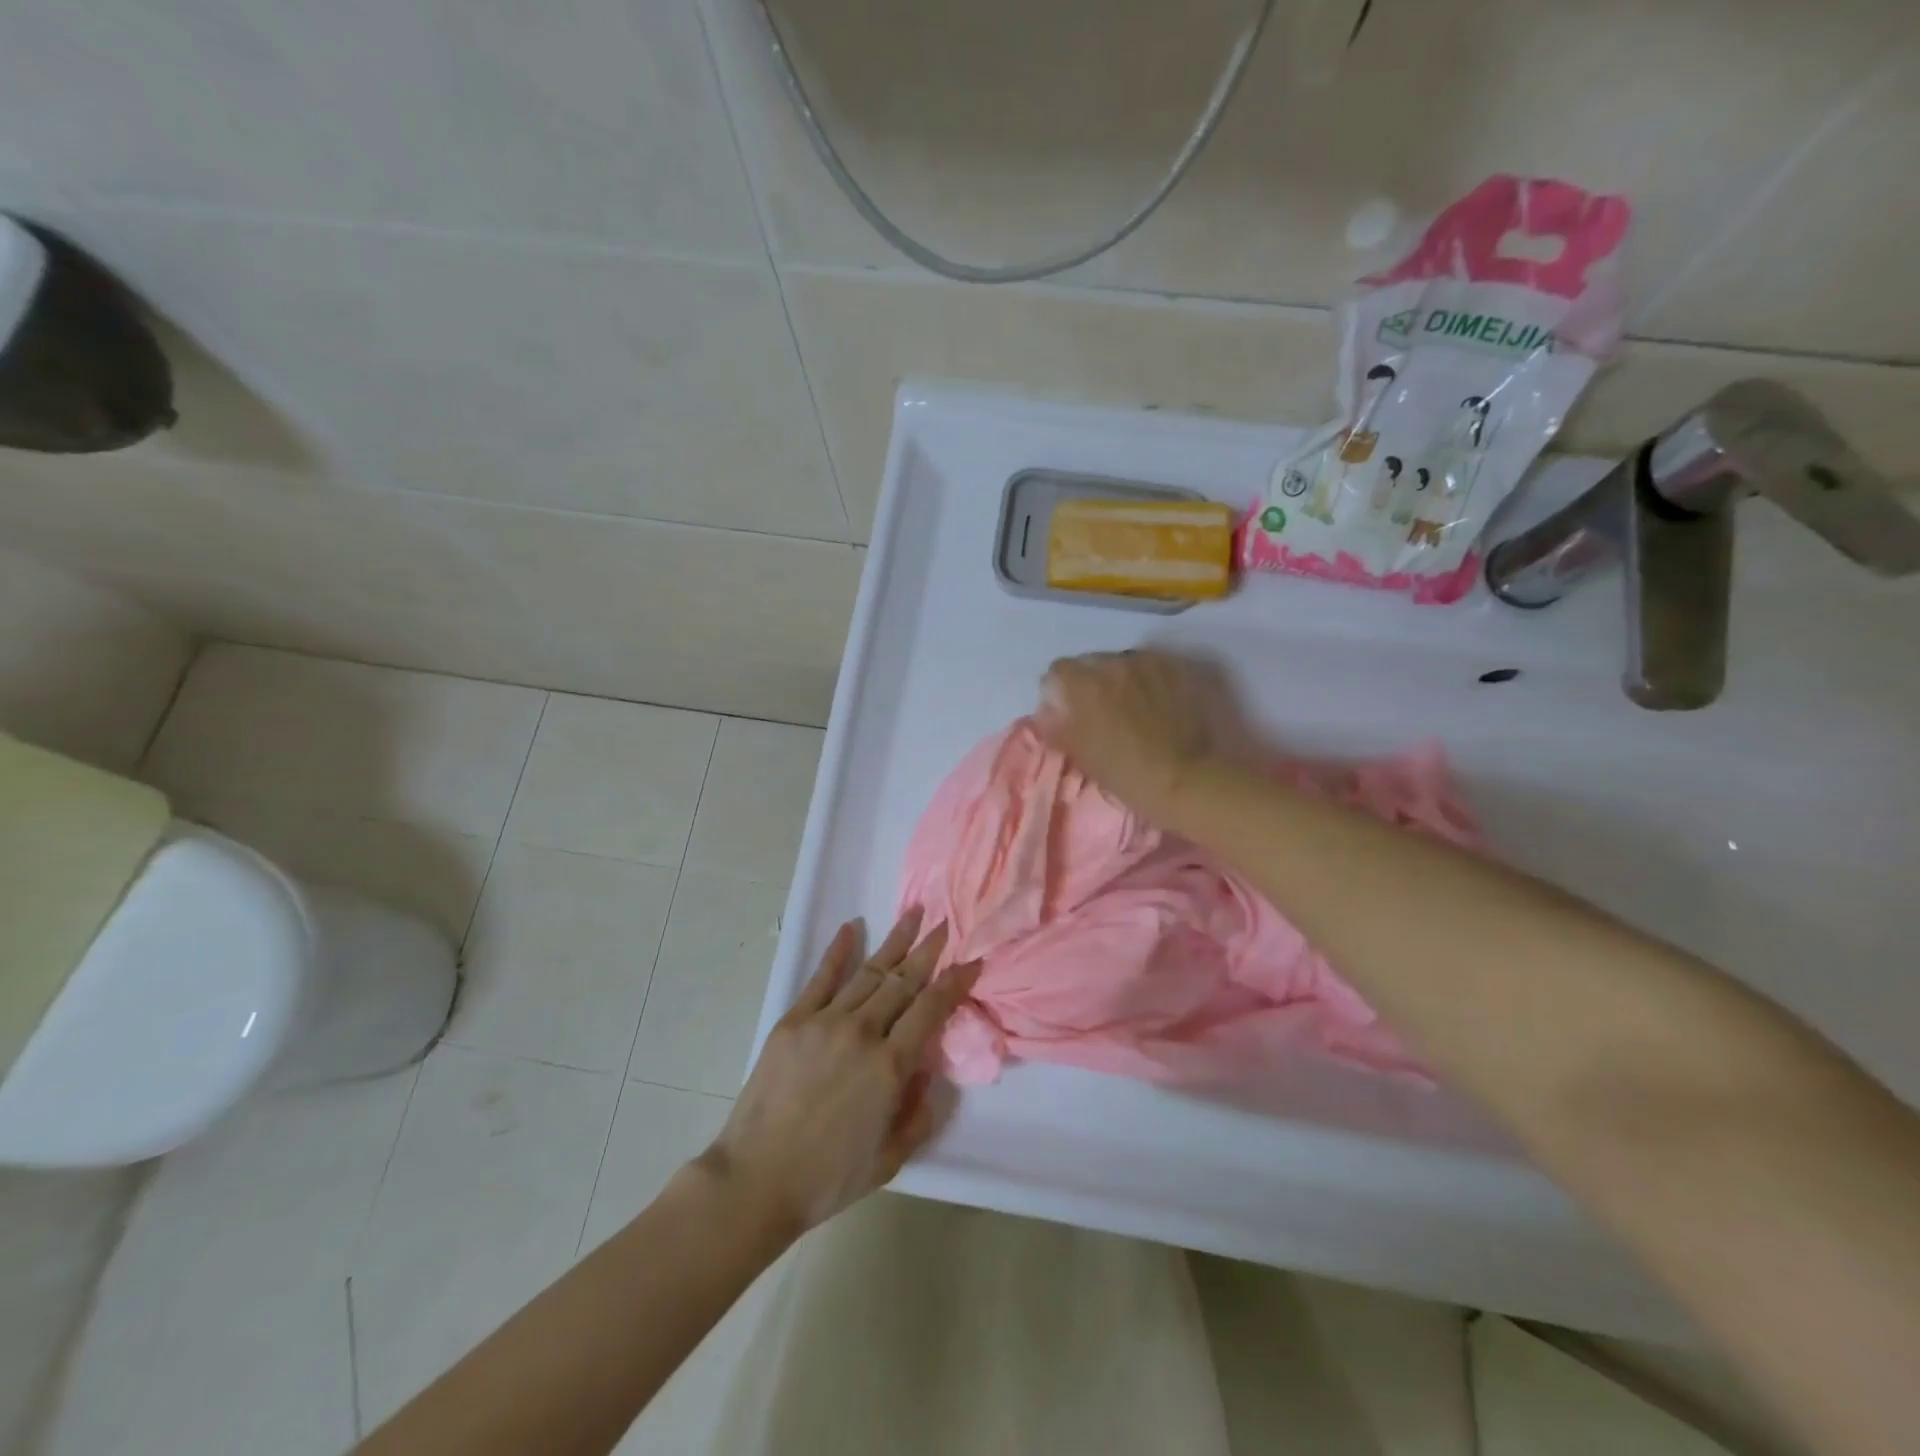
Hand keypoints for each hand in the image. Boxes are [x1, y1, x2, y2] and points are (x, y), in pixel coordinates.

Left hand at [701, 908, 980, 1236]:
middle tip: (946, 923)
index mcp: (890, 1066)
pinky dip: (839, 950)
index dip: (954, 982)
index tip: (971, 962)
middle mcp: (863, 1032)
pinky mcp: (794, 1020)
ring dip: (895, 941)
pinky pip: (822, 978)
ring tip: (913, 914)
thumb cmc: (828, 1178)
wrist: (757, 1179)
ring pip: (869, 972)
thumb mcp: (890, 1158)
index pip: (931, 1009)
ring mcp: (826, 1021)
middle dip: (928, 950)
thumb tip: (924, 1071)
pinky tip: (852, 927)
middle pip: (903, 981)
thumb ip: (917, 1113)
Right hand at [1037, 649, 1227, 818]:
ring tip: (1136, 707)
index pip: (1058, 671)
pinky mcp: (1182, 668)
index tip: (1068, 713)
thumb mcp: (1084, 756)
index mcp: (1085, 684)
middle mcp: (1116, 662)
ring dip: (1124, 679)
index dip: (1060, 692)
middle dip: (1093, 683)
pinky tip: (1162, 703)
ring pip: (1126, 662)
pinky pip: (1156, 666)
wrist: (1191, 780)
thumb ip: (1059, 727)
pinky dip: (1153, 680)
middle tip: (1103, 713)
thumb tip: (1047, 713)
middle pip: (1093, 663)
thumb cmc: (1130, 775)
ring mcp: (1152, 662)